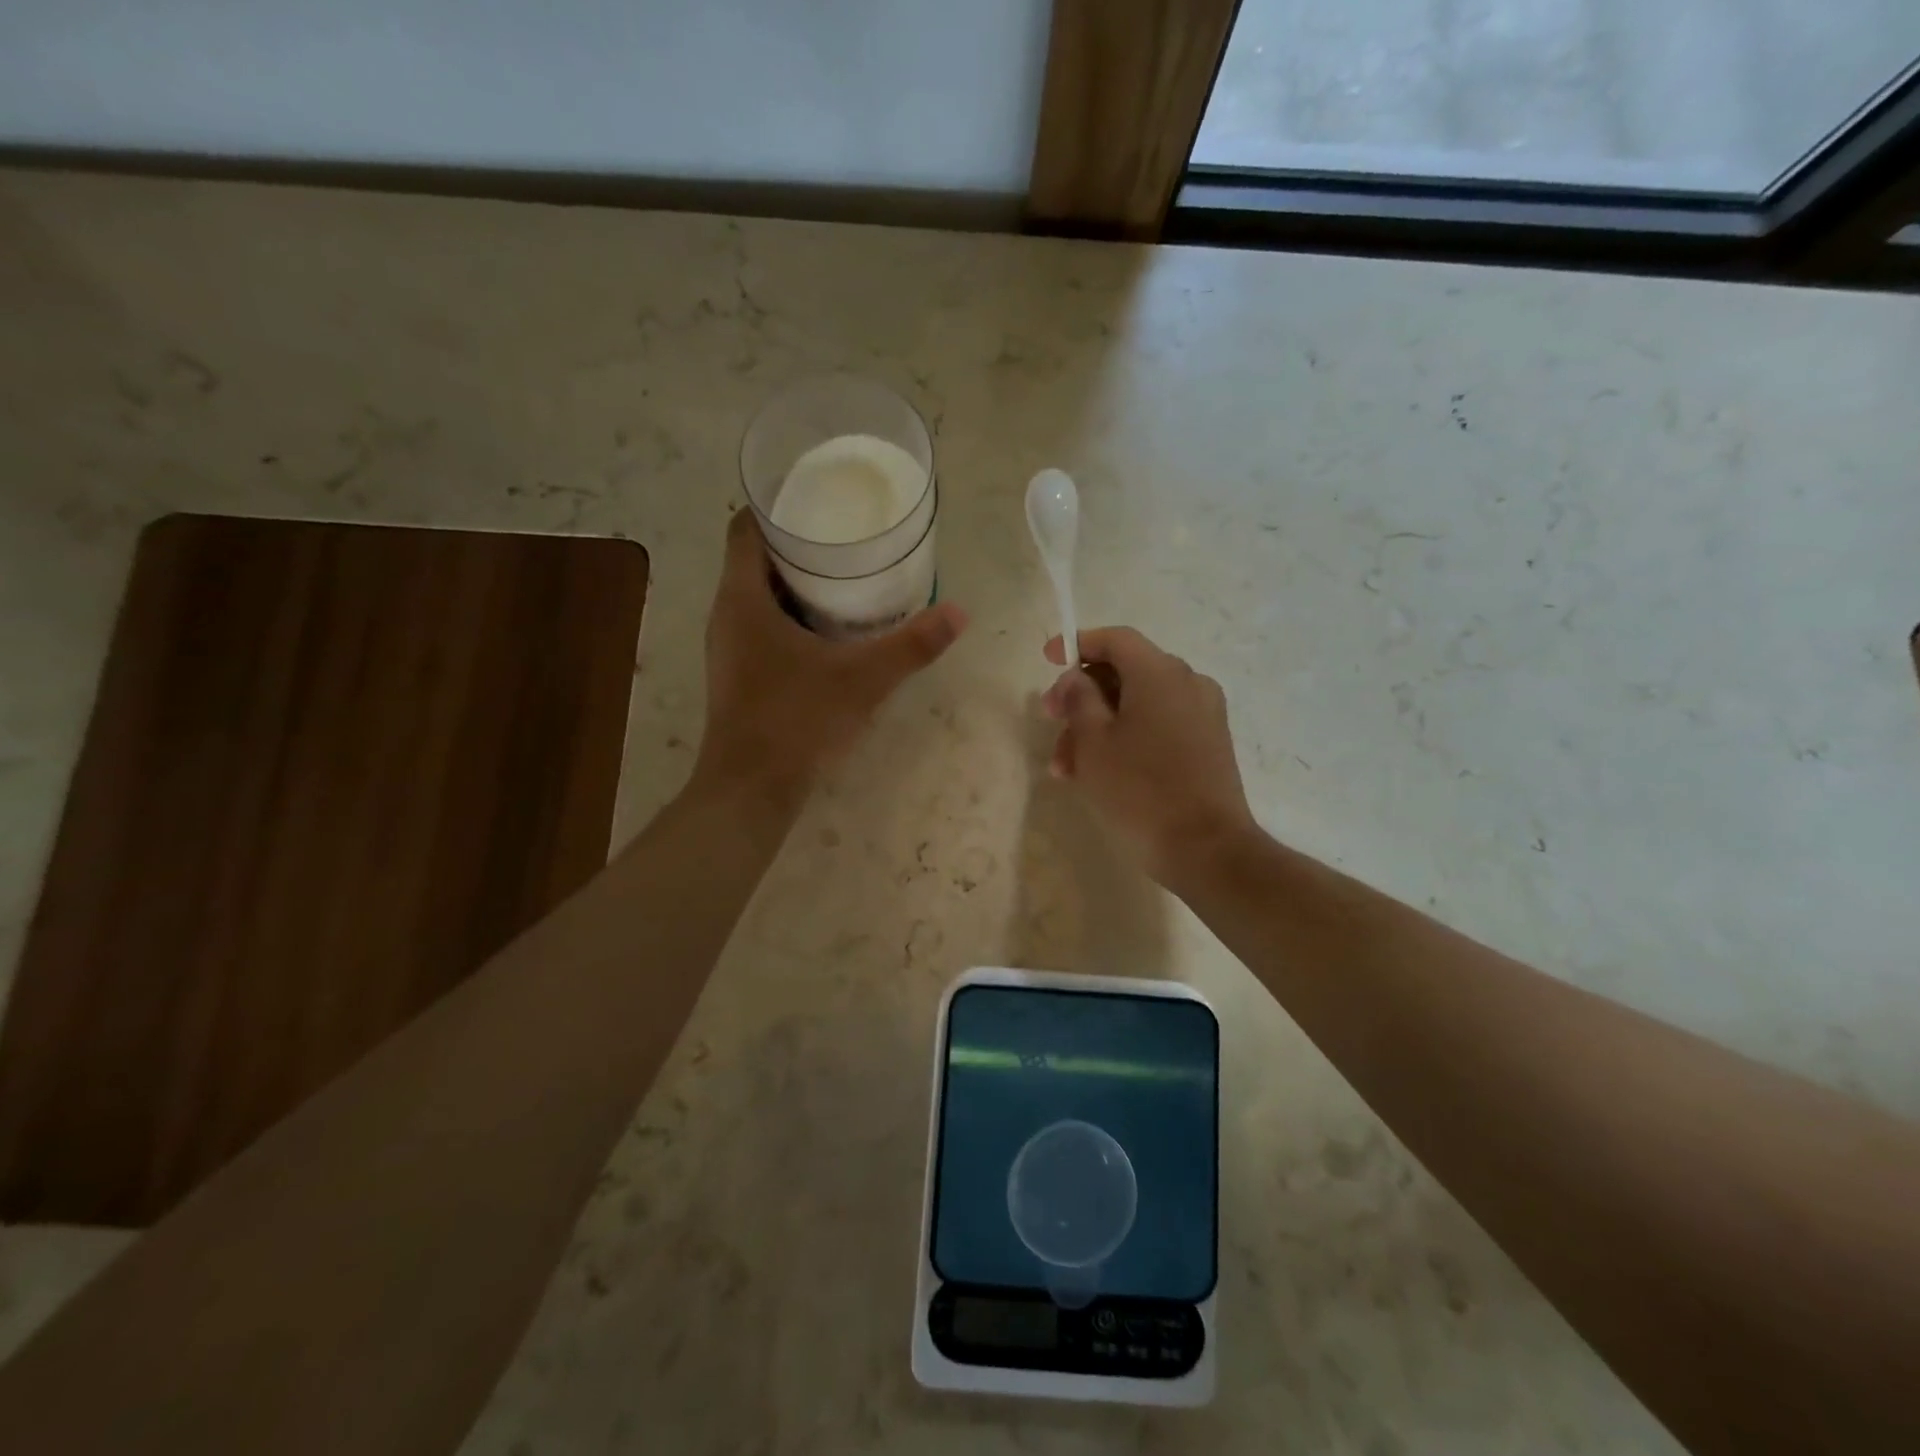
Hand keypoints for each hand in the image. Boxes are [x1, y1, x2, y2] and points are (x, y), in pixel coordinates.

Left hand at [695, 509, 966, 799]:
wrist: (751, 790)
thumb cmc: (797, 721)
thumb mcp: (862, 678)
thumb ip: (911, 645)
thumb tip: (959, 613)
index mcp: (742, 597)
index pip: (747, 526)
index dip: (777, 504)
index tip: (818, 497)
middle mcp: (727, 614)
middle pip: (755, 558)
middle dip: (798, 543)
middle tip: (846, 535)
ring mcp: (729, 647)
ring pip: (759, 595)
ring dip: (795, 582)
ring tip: (844, 575)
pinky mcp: (739, 674)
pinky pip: (762, 626)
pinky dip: (791, 615)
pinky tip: (829, 629)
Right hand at [1042, 627, 1254, 882]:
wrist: (1206, 848)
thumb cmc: (1140, 790)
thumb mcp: (1093, 742)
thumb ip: (1079, 699)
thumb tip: (1076, 679)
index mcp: (1160, 673)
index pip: (1116, 639)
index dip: (1078, 643)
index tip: (1047, 658)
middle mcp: (1188, 683)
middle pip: (1125, 672)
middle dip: (1082, 696)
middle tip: (1051, 721)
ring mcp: (1203, 714)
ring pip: (1138, 704)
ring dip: (1098, 726)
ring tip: (1066, 768)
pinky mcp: (1208, 744)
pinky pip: (1159, 725)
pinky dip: (1126, 738)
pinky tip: (1099, 773)